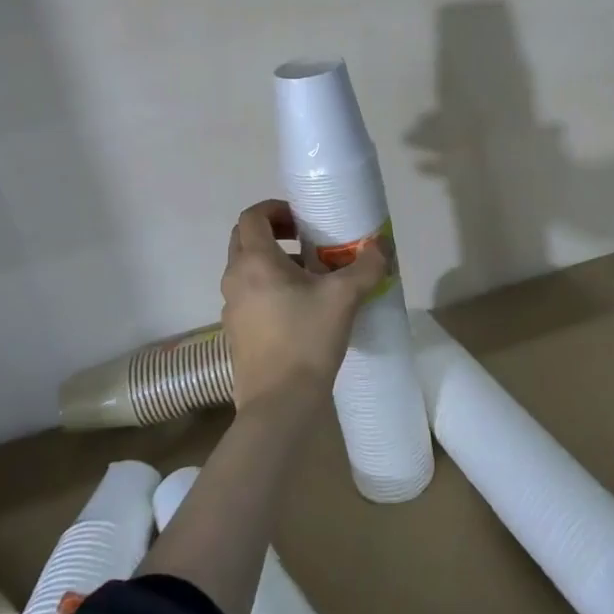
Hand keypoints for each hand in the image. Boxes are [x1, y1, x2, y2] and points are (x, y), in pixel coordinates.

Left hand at [221, 199, 388, 412]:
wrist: (279, 403)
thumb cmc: (307, 339)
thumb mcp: (344, 298)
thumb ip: (366, 267)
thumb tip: (382, 245)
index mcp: (255, 261)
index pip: (252, 216)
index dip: (276, 209)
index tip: (302, 219)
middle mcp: (235, 279)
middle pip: (245, 240)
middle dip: (275, 233)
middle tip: (307, 242)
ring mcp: (231, 308)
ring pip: (247, 270)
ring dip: (274, 263)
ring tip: (311, 278)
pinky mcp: (235, 333)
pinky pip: (249, 296)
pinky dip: (269, 289)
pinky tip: (300, 310)